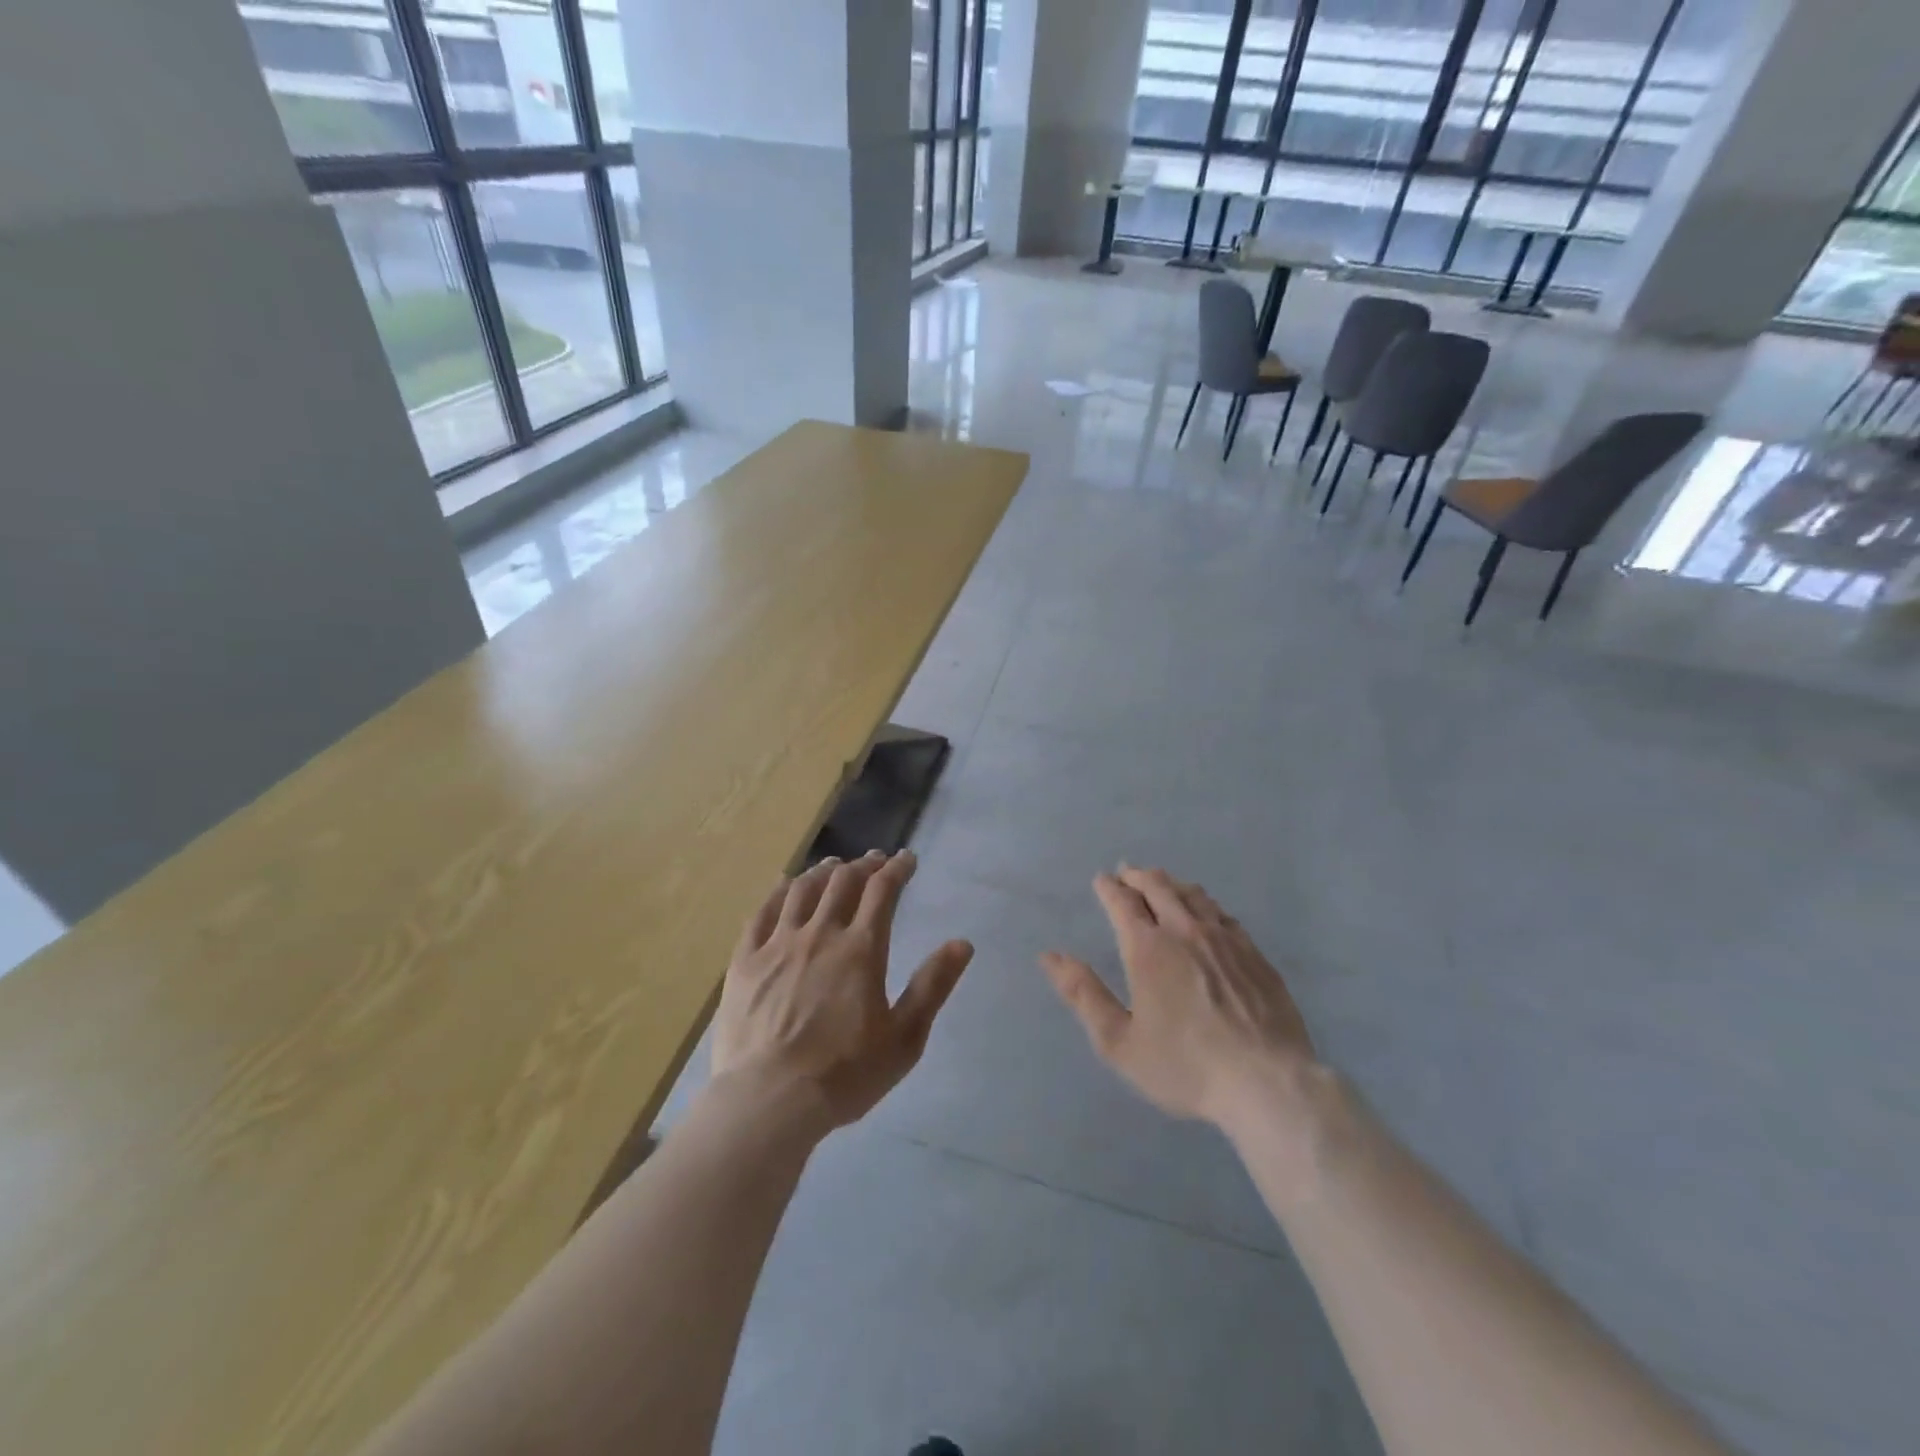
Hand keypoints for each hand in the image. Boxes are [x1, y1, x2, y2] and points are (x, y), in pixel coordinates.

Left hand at [713, 850, 972, 1129]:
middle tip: (874, 861)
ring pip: (802, 890)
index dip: (897, 870)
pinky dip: (779, 891)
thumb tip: (962, 943)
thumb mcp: (904, 1038)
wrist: (769, 1100)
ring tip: (834, 866)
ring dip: (823, 871)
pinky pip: (762, 912)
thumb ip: (933, 986)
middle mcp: (820, 934)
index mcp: (861, 949)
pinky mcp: (745, 960)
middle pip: (842, 883)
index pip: (882, 892)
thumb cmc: (845, 1073)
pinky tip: (786, 885)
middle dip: (863, 865)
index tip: (907, 859)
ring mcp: (778, 944)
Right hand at [1040, 866, 1316, 1132]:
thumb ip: (1083, 994)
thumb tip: (1049, 956)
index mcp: (1147, 948)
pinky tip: (1206, 912)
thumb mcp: (1119, 1041)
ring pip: (1193, 895)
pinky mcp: (1254, 954)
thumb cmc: (1185, 1066)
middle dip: (1137, 876)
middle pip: (1158, 887)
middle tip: (1127, 872)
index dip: (1109, 887)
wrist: (1268, 1083)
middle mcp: (1185, 930)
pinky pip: (1223, 914)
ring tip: (1161, 882)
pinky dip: (1204, 903)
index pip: (1122, 902)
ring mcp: (1225, 939)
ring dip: (1171, 883)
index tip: (1101, 880)